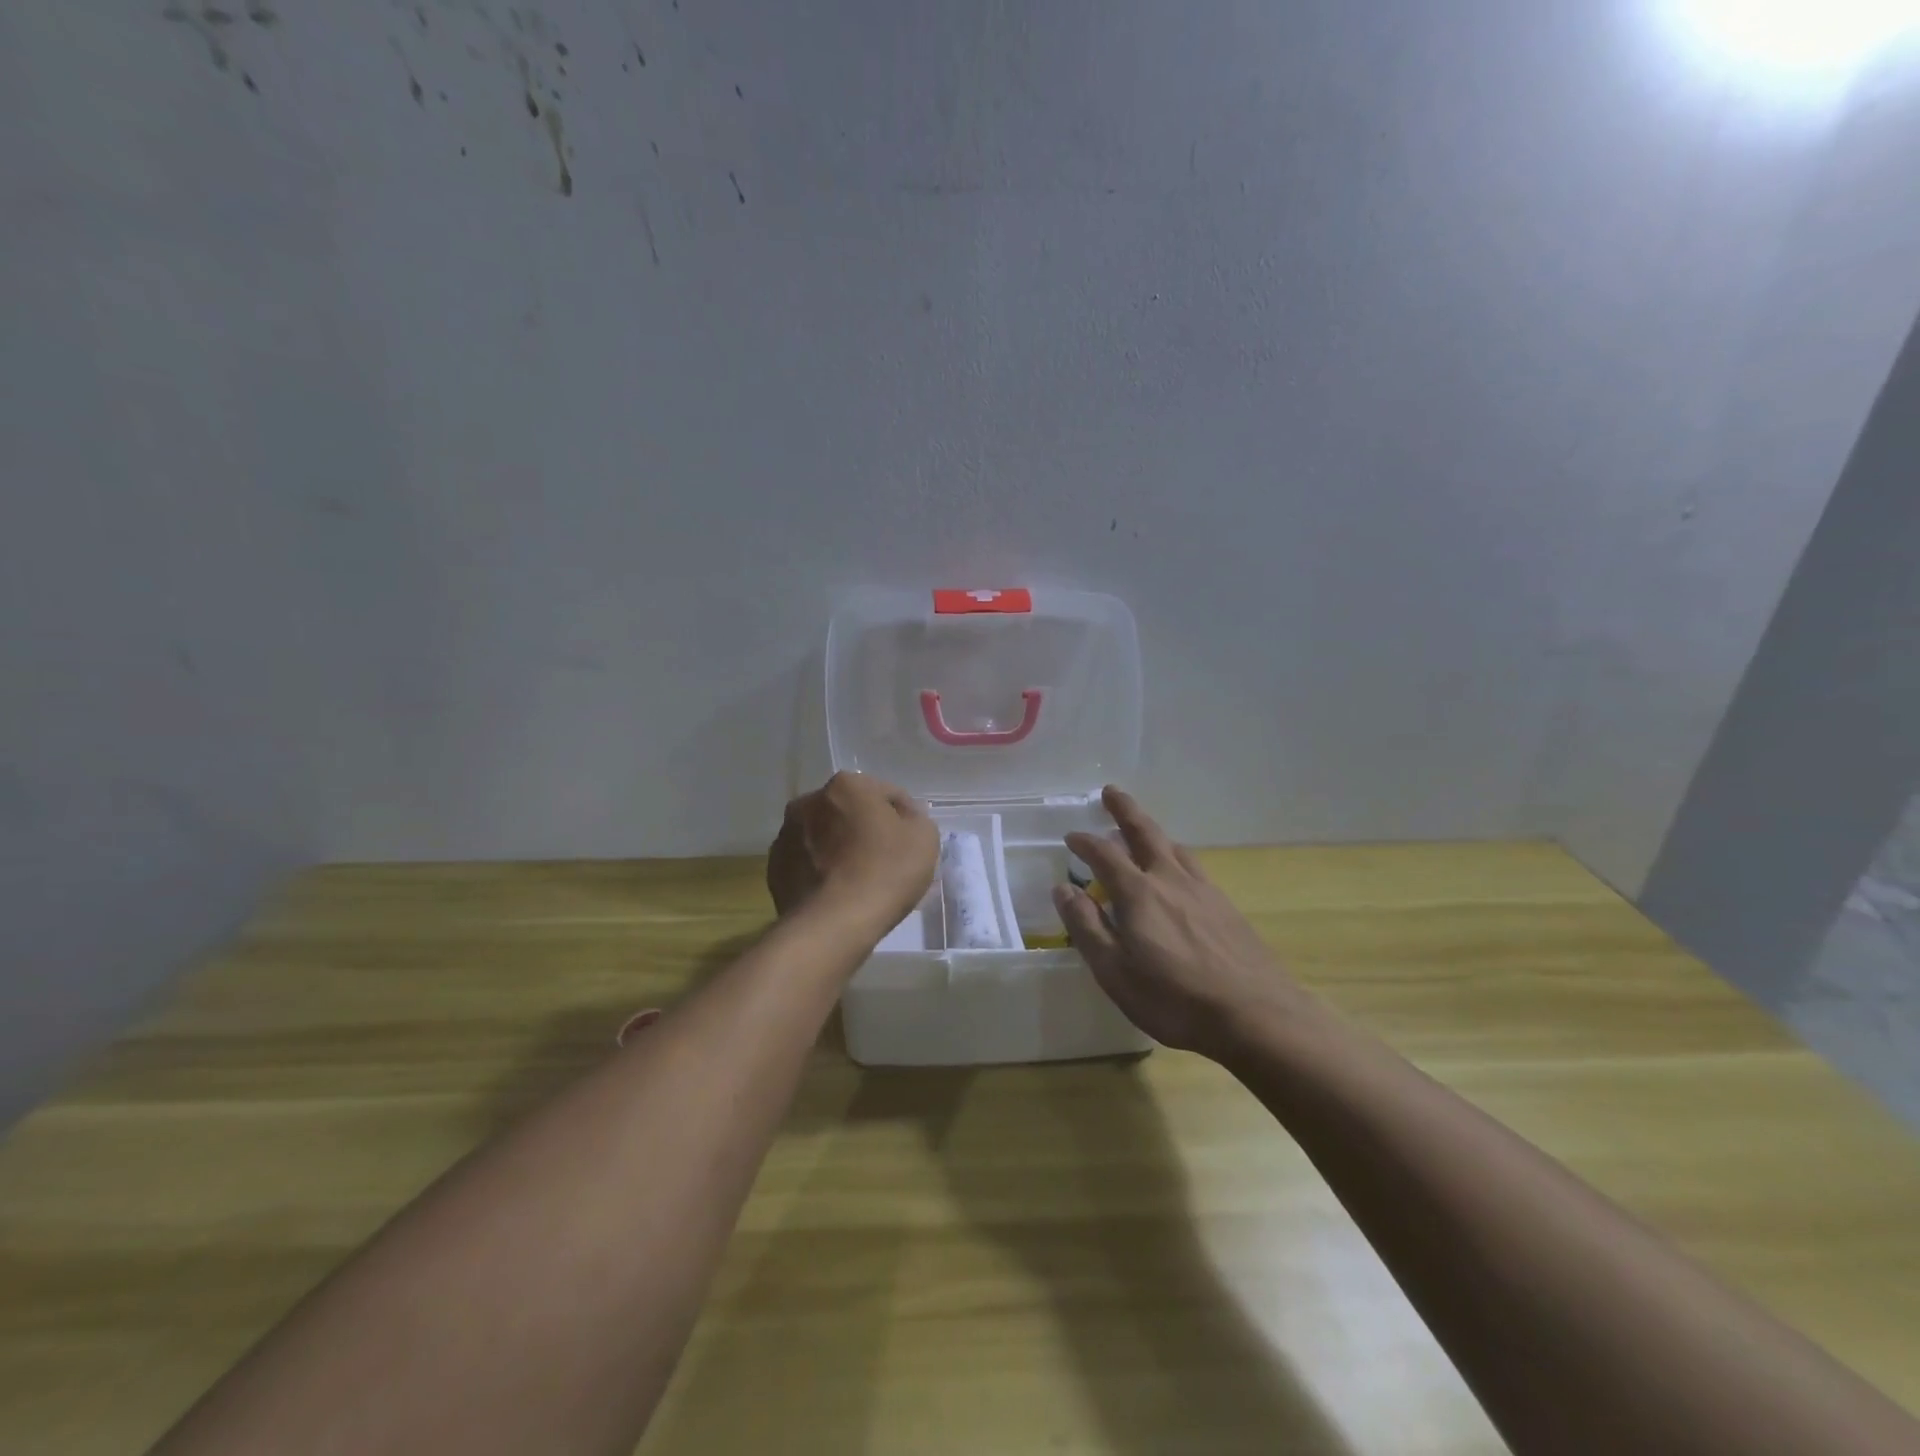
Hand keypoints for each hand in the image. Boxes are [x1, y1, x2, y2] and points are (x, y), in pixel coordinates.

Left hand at [768, 771, 938, 934]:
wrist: (834, 924)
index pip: (886, 794)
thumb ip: (916, 818)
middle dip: (865, 829)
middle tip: (885, 860)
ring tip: (858, 879)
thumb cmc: (885, 872)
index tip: (911, 842)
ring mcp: (787, 835)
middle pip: (849, 811)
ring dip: (839, 848)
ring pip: (824, 836)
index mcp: (847, 785)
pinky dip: (821, 870)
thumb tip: (903, 817)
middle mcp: (809, 801)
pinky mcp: (774, 868)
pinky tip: (836, 892)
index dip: (904, 817)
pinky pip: (807, 862)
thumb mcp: (924, 838)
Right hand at [1057, 787, 1308, 1058]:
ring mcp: (1203, 890)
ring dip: (1152, 832)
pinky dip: (1176, 856)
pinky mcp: (1226, 906)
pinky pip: (1193, 866)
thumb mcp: (1114, 971)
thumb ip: (1087, 926)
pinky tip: (1179, 872)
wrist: (1255, 1014)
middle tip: (1111, 792)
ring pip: (1173, 847)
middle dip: (1125, 809)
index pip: (1104, 854)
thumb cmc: (1174, 998)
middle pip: (1145, 832)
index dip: (1085, 843)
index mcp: (1138, 893)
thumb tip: (1063, 889)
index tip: (1072, 837)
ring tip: (1142, 831)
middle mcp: (1170, 879)